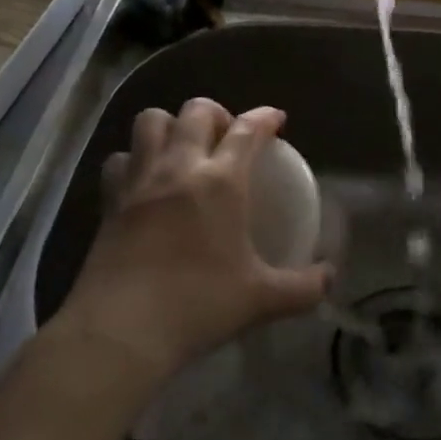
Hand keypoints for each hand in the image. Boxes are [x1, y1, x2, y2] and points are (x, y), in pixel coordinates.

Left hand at [55, 98, 331, 381]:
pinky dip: (133, 159)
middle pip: (196, 111)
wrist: (123, 329)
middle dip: (216, 113)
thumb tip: (330, 278)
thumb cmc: (198, 305)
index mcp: (221, 181)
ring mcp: (140, 179)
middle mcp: (180, 166)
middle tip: (226, 136)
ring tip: (182, 147)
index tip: (275, 120)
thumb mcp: (261, 299)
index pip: (246, 129)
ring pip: (151, 120)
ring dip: (170, 124)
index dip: (264, 117)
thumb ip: (303, 287)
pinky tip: (144, 179)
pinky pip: (120, 158)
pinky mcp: (110, 198)